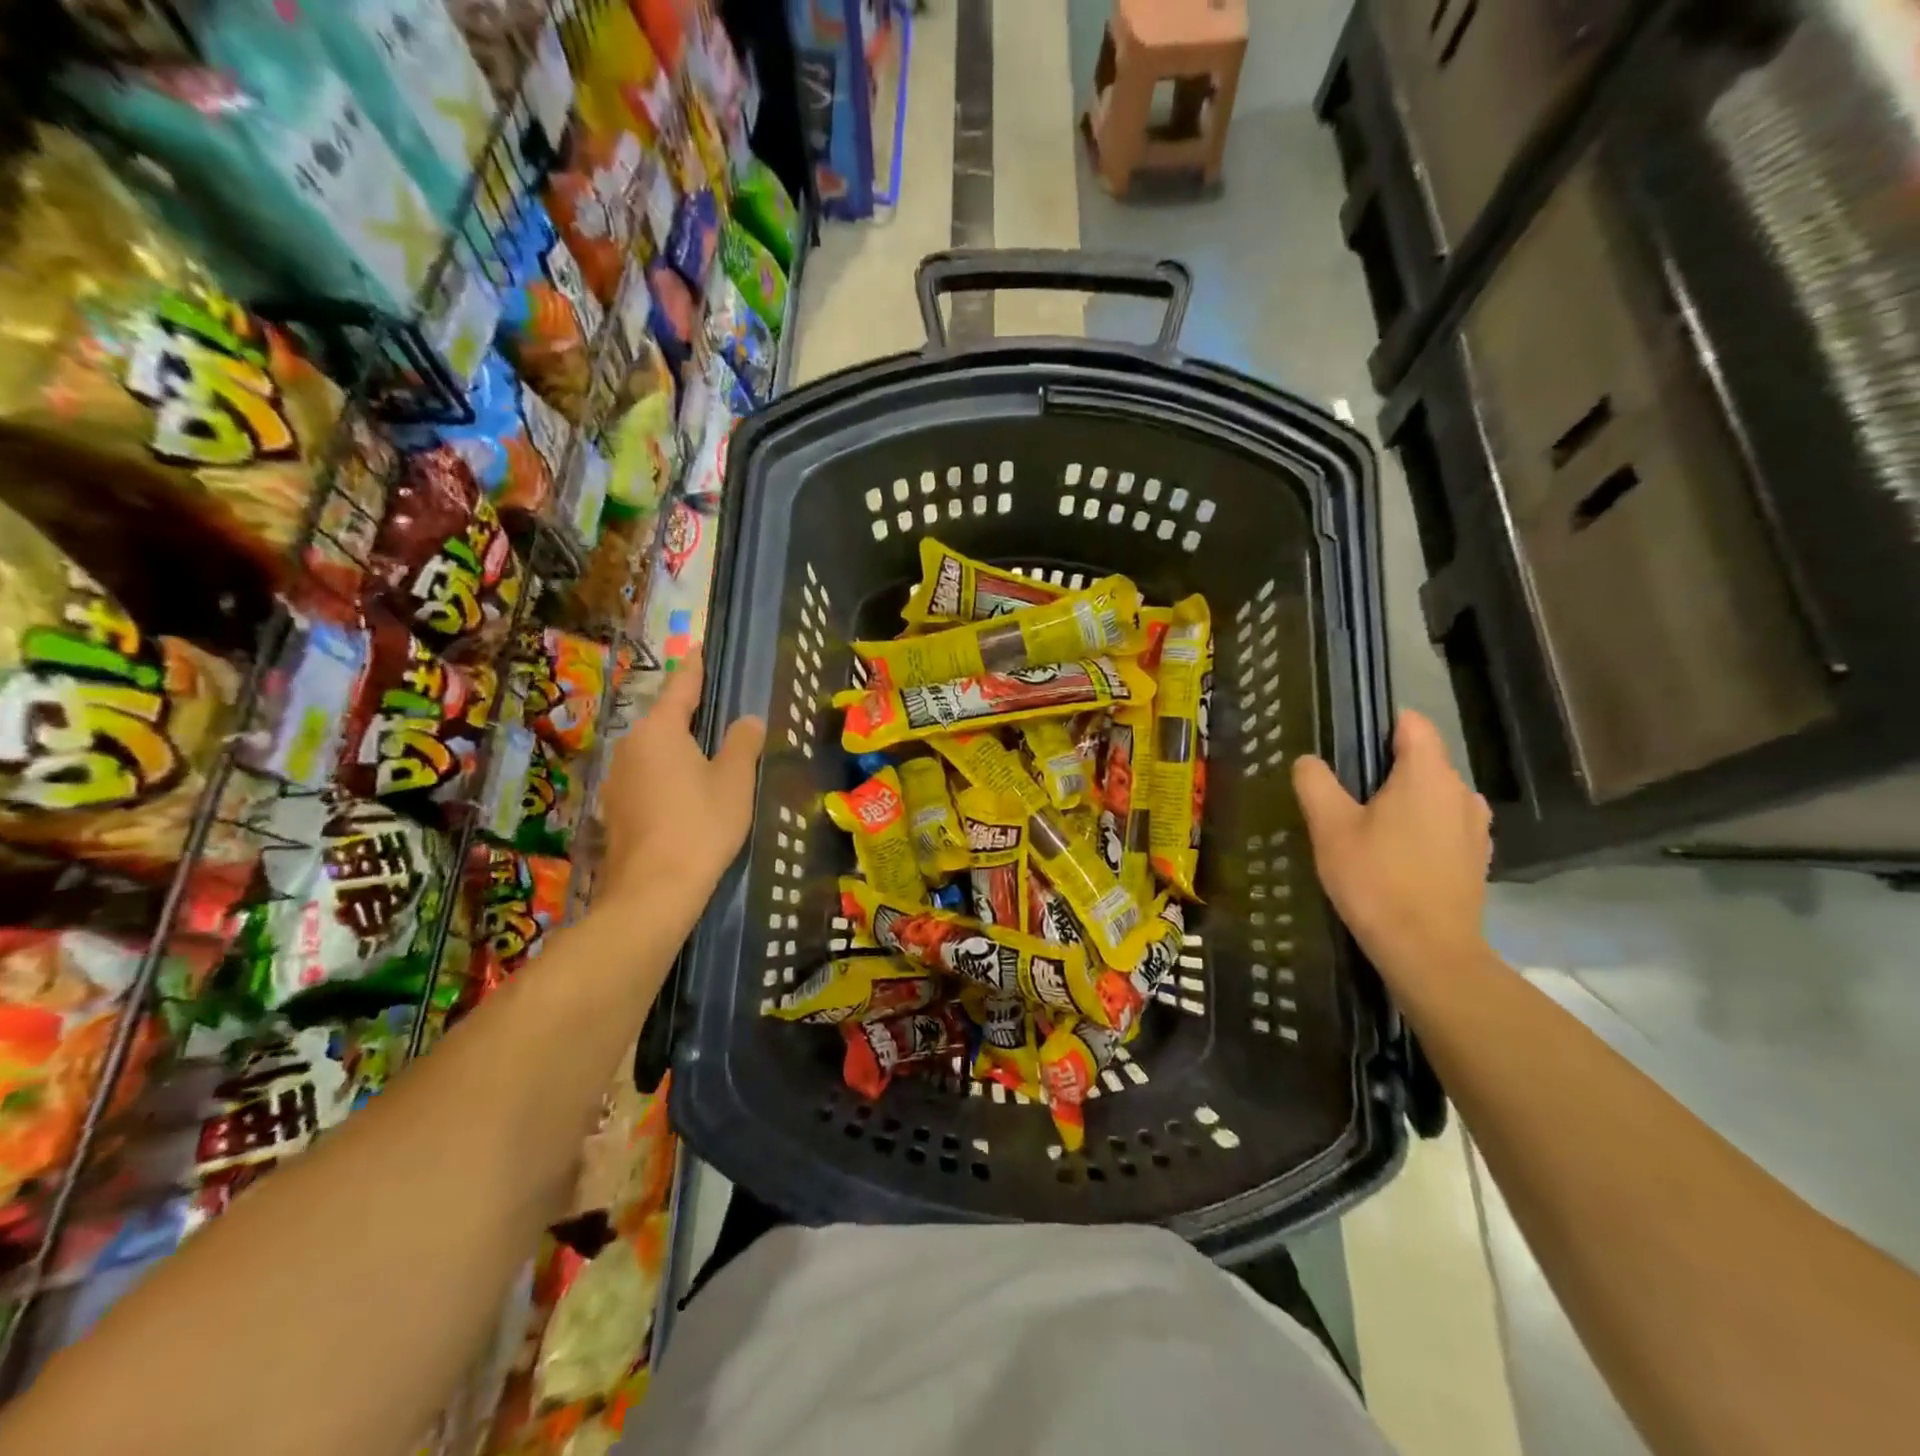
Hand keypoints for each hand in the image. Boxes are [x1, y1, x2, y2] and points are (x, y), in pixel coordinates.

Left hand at [597, 650, 764, 920]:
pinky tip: (686, 795)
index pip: (681, 687)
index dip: (694, 667)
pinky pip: (647, 778)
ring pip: (654, 752)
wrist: (653, 891)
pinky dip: (668, 777)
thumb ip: (741, 743)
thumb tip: (747, 720)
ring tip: (707, 757)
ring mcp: (617, 780)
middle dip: (689, 715)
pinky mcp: (615, 810)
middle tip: (718, 711)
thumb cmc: (700, 825)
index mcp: (658, 730)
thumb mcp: (734, 781)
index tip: (699, 647)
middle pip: (664, 720)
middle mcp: (630, 747)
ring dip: (678, 750)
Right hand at [1291, 710, 1491, 979]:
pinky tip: (1395, 857)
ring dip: (1404, 802)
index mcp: (1428, 774)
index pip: (1412, 723)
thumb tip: (1308, 761)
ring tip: (1368, 828)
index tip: (1348, 748)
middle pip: (1422, 760)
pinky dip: (1421, 829)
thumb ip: (1315, 783)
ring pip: (1434, 795)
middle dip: (1386, 769)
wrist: (1428, 951)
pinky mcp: (1478, 858)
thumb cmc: (1375, 879)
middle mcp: (1462, 791)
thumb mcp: (1330, 827)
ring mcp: (1476, 827)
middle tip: (1344, 796)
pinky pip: (1445, 825)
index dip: (1379, 726)